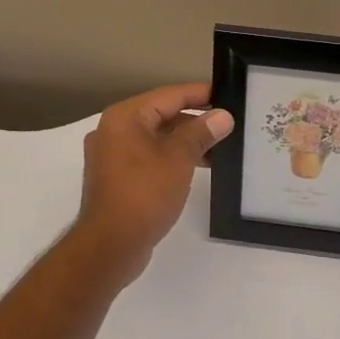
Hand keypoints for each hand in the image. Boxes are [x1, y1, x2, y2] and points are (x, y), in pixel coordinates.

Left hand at [77, 82, 234, 283]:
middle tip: (228, 125)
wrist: (111, 244)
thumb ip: (200, 133)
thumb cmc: (144, 194)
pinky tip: (195, 168)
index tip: (227, 95)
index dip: (200, 94)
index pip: (169, 95)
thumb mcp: (179, 159)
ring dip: (185, 142)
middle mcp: (114, 131)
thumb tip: (222, 116)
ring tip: (219, 149)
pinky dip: (170, 158)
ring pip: (155, 138)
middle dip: (194, 120)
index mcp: (125, 117)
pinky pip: (148, 157)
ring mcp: (112, 156)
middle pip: (161, 115)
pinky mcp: (116, 179)